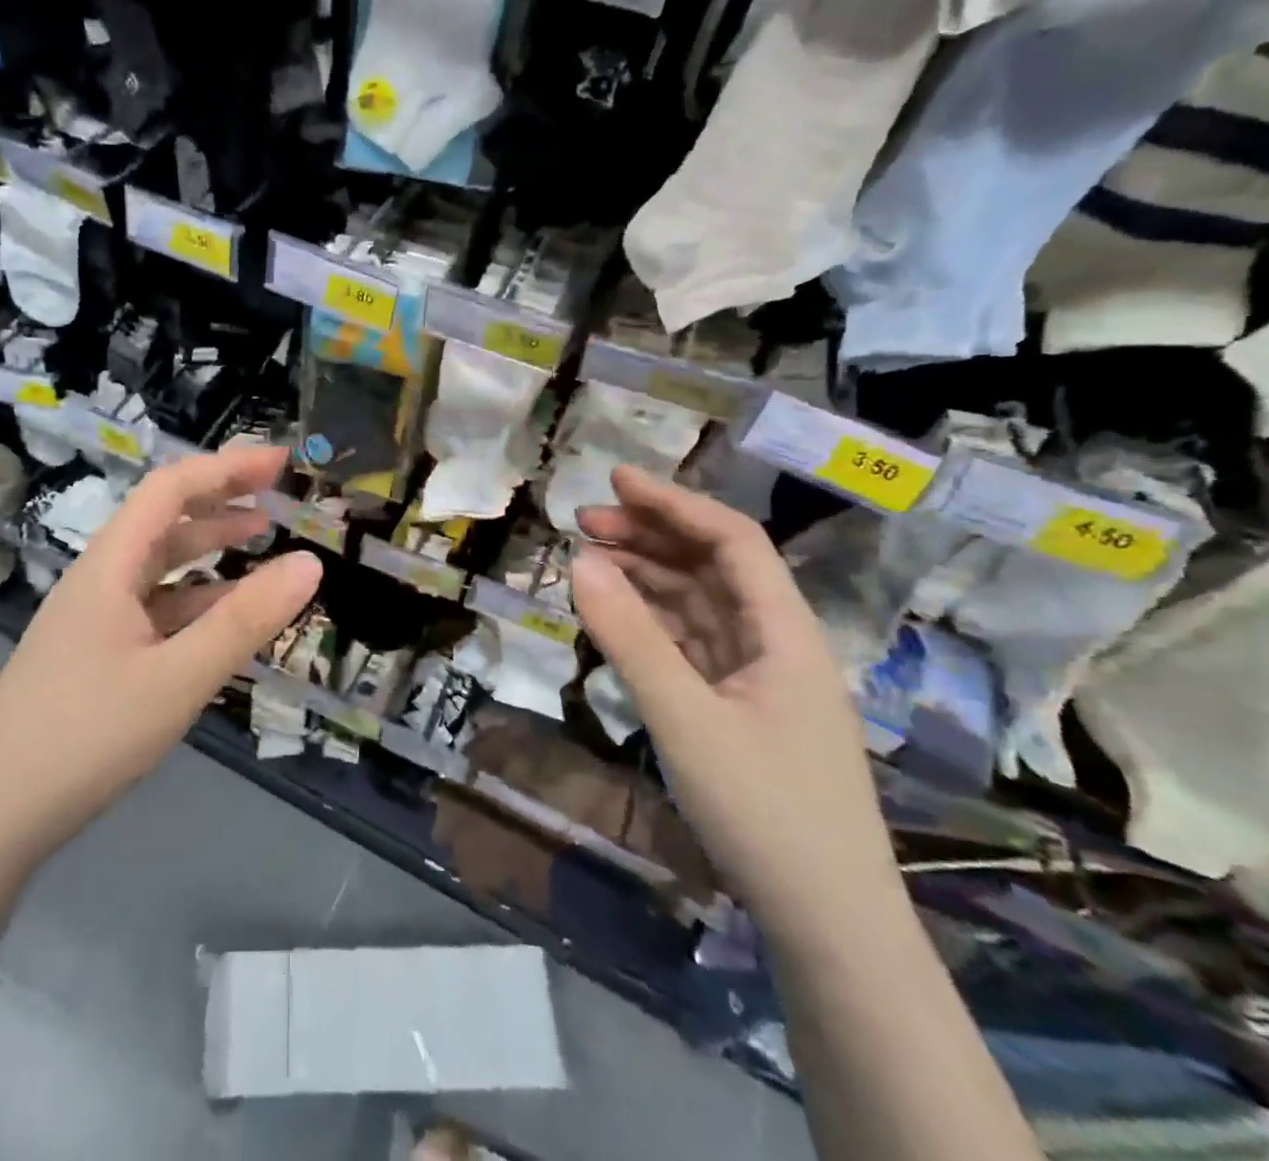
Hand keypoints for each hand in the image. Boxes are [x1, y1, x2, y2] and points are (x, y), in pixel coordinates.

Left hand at [0, 446, 321, 856]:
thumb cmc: (84, 736)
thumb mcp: (177, 679)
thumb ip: (244, 621)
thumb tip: (310, 562)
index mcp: (110, 565)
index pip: (171, 489)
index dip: (227, 467)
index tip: (280, 462)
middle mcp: (99, 579)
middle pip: (164, 519)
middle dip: (221, 498)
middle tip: (277, 494)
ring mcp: (94, 617)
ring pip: (159, 564)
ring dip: (208, 546)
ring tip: (259, 538)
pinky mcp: (95, 653)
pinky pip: (154, 607)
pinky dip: (194, 598)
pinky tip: (222, 614)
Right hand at [570, 465, 903, 946]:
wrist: (828, 925)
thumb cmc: (765, 811)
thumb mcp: (685, 718)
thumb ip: (630, 638)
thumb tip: (577, 562)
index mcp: (786, 633)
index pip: (732, 541)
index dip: (675, 503)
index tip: (615, 481)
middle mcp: (777, 643)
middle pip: (713, 567)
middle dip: (651, 536)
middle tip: (583, 523)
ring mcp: (759, 678)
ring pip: (699, 605)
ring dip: (647, 577)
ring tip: (589, 561)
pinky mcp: (740, 709)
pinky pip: (691, 645)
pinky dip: (651, 623)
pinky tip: (616, 617)